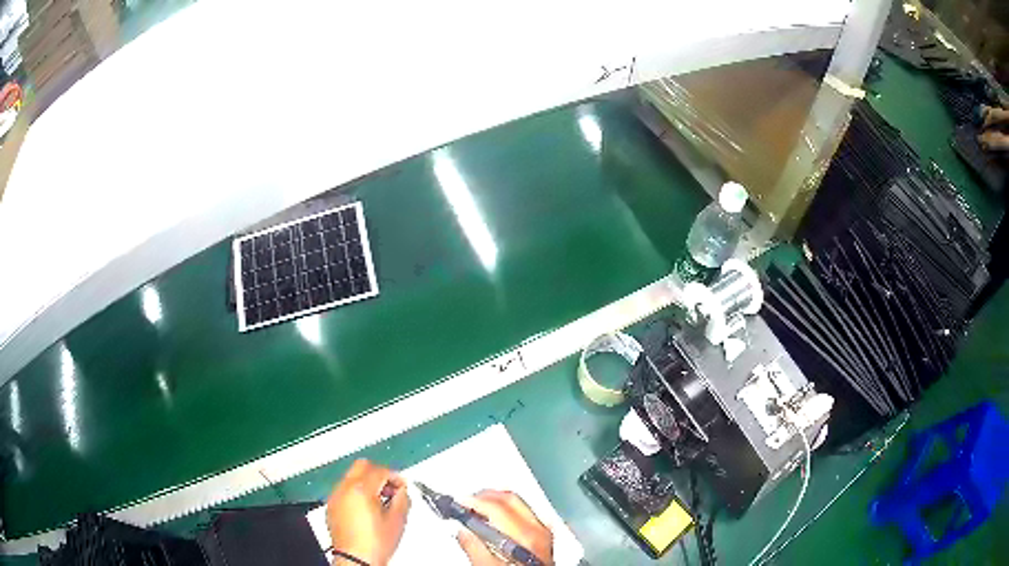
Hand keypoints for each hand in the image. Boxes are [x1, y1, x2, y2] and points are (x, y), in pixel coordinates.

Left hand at [327, 459, 409, 565]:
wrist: (356, 559)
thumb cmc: (376, 543)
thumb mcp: (397, 520)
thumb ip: (402, 498)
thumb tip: (402, 489)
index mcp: (361, 490)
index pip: (380, 470)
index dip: (395, 477)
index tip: (402, 486)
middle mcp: (344, 489)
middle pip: (362, 465)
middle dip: (379, 473)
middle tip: (390, 488)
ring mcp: (335, 497)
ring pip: (351, 476)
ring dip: (367, 482)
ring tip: (379, 500)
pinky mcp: (331, 506)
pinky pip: (344, 489)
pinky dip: (356, 492)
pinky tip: (366, 508)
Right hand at [455, 490, 553, 565]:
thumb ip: (475, 549)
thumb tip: (462, 531)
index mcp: (525, 537)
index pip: (497, 507)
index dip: (474, 501)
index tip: (457, 502)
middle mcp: (539, 530)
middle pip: (510, 499)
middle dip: (485, 496)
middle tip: (465, 502)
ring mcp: (545, 533)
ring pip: (520, 503)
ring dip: (496, 501)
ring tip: (477, 508)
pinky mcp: (546, 537)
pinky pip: (526, 513)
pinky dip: (508, 509)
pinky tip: (496, 517)